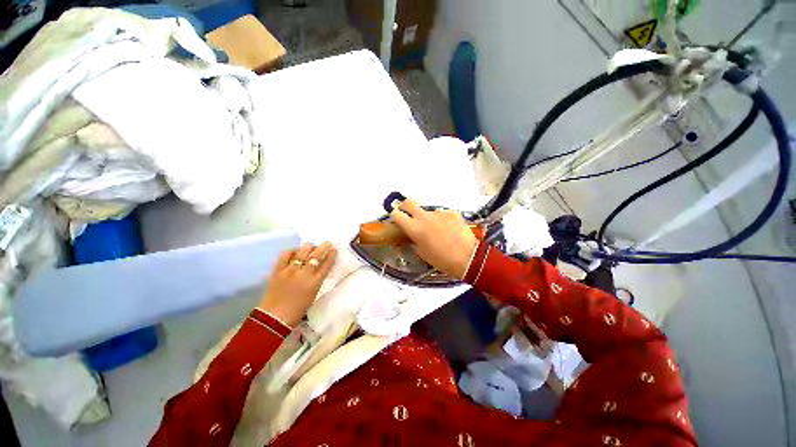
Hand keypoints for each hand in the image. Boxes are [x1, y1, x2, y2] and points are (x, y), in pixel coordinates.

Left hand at [258, 242, 336, 326]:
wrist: (274, 317)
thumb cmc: (298, 309)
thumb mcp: (314, 293)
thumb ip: (318, 279)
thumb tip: (320, 267)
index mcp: (315, 282)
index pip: (327, 263)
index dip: (332, 254)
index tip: (334, 249)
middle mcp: (304, 273)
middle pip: (317, 255)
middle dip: (324, 246)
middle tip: (327, 243)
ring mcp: (290, 270)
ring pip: (303, 251)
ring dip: (309, 247)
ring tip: (311, 247)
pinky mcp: (278, 270)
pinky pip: (286, 254)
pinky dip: (293, 251)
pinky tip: (296, 251)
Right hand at [389, 199, 477, 278]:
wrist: (468, 258)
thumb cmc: (441, 260)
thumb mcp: (422, 253)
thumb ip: (414, 240)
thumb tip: (412, 235)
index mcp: (414, 228)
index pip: (397, 214)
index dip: (395, 216)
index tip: (397, 220)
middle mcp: (424, 216)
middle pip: (409, 203)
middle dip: (405, 206)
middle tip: (407, 214)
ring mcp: (439, 213)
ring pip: (427, 211)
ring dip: (427, 217)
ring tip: (436, 229)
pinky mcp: (451, 212)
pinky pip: (442, 214)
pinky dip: (441, 220)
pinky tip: (448, 229)